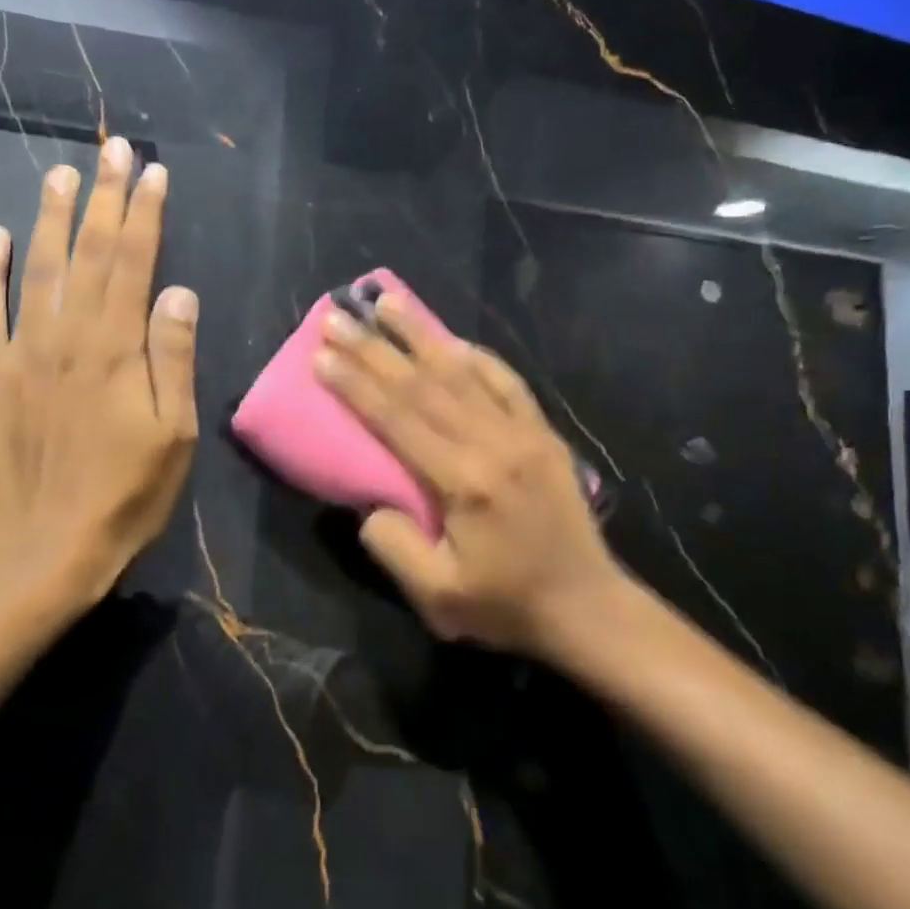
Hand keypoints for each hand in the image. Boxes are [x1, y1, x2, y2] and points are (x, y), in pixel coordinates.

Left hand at [0, 137, 198, 610]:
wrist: (44, 544)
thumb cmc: (124, 493)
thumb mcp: (172, 433)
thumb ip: (173, 357)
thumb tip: (179, 291)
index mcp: (116, 347)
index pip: (134, 263)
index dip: (145, 214)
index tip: (153, 172)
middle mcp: (67, 335)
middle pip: (89, 253)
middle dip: (103, 198)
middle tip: (112, 149)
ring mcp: (22, 351)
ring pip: (38, 268)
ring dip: (51, 218)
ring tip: (62, 174)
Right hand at [314, 293, 627, 661]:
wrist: (587, 607)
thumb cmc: (506, 604)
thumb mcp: (437, 596)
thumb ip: (393, 545)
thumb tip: (370, 502)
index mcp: (464, 480)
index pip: (397, 419)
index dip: (355, 385)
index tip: (322, 355)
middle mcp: (493, 443)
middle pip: (423, 385)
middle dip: (374, 348)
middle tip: (337, 316)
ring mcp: (523, 432)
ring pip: (463, 371)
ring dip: (422, 333)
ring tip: (387, 301)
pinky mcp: (543, 434)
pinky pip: (507, 382)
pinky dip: (477, 356)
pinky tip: (453, 340)